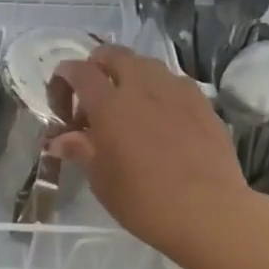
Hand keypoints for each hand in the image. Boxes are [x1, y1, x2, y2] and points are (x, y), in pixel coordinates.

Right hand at [50, 45, 256, 255]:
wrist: (209, 213)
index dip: (64, 78)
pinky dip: (160, 89)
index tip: (61, 102)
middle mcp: (141, 86)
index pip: (79, 71)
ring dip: (130, 74)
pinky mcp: (202, 102)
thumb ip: (80, 150)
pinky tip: (162, 116)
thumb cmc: (145, 200)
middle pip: (113, 54)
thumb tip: (59, 140)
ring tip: (128, 104)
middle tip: (93, 96)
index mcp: (109, 104)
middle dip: (97, 66)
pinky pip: (174, 82)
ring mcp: (175, 90)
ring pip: (146, 64)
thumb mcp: (102, 180)